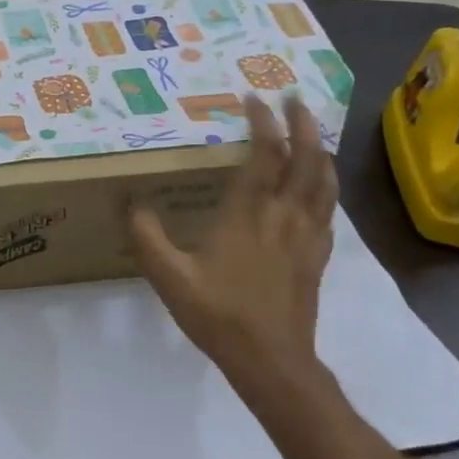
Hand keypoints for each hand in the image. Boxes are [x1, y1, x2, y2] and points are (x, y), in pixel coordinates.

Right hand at [128, 94, 337, 390]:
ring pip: (324, 181)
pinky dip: (326, 187)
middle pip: (306, 158)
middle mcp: (284, 215)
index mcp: (248, 213)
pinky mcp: (317, 256)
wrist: (271, 360)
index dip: (262, 122)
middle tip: (293, 99)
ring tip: (313, 133)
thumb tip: (130, 201)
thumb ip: (146, 236)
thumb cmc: (218, 315)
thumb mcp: (169, 277)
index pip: (265, 153)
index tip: (252, 99)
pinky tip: (320, 189)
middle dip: (301, 123)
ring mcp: (307, 235)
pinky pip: (329, 210)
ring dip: (320, 149)